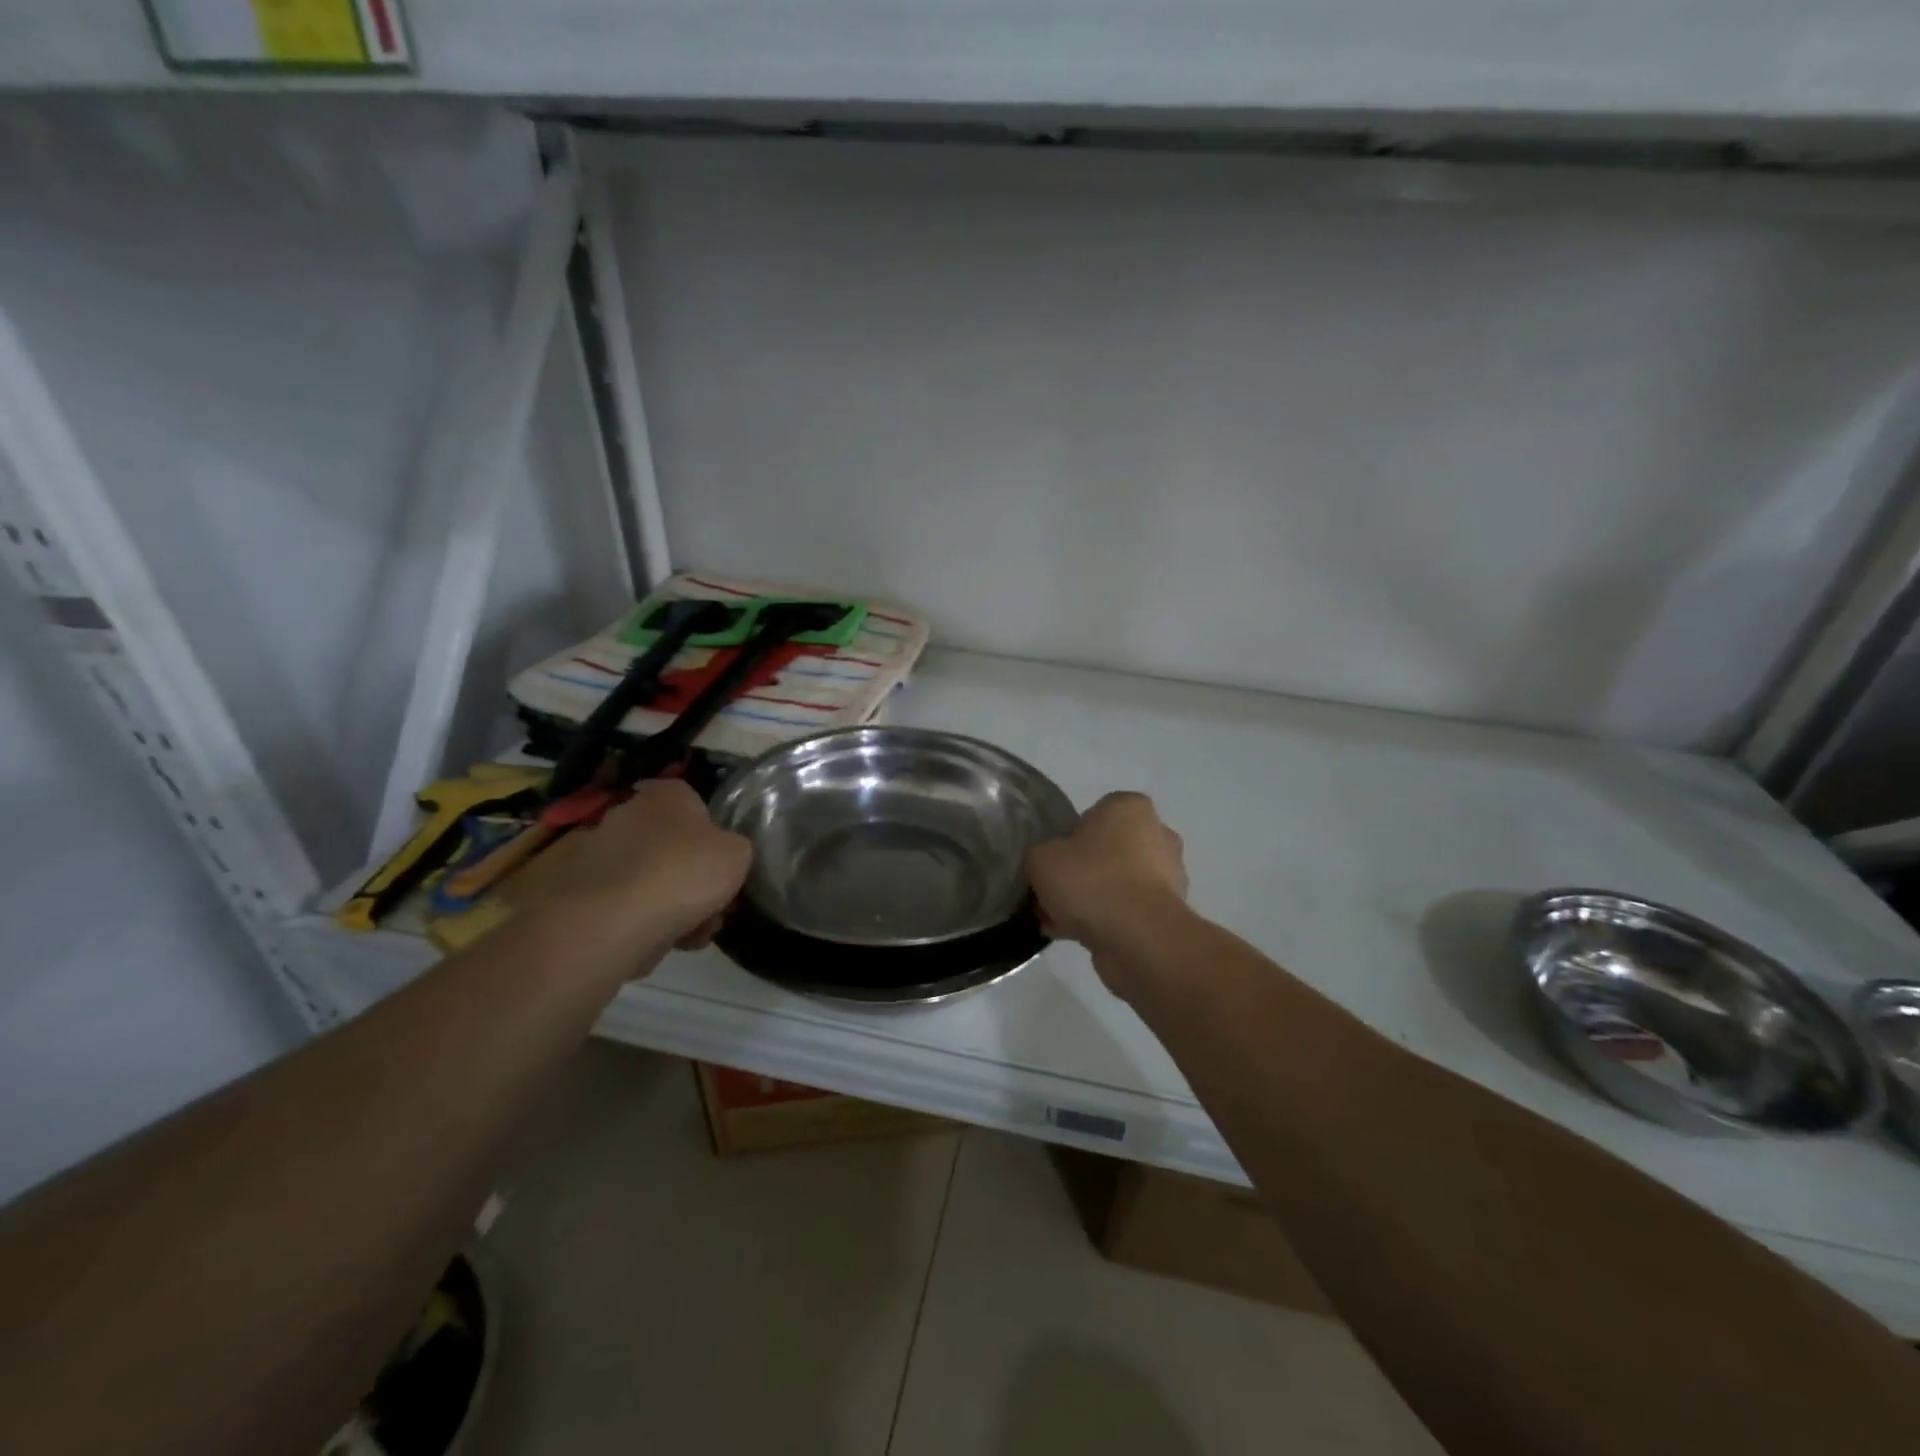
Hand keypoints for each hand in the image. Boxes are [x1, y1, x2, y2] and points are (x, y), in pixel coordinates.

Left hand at [539, 780, 751, 953]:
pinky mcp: (578, 893)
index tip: (721, 861)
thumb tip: (721, 853)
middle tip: (712, 906)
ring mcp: (596, 853)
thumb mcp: (739, 853)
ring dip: (671, 904)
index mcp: (664, 795)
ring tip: (692, 936)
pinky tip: (662, 943)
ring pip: (648, 878)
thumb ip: (734, 846)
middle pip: (670, 844)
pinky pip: (623, 904)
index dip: (710, 832)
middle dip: (690, 875)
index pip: (691, 800)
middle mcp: (625, 813)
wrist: (615, 922)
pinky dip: (642, 921)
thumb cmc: (685, 871)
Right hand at [1025, 791, 1187, 952]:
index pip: (1091, 815)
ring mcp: (1168, 875)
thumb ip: (1039, 854)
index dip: (1066, 839)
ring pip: (1115, 883)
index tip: (1052, 863)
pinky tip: (1076, 937)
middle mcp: (1158, 833)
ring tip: (1058, 922)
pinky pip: (1126, 911)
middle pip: (1104, 852)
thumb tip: (1046, 867)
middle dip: (1079, 873)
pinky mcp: (1169, 913)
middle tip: (1052, 894)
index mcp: (1130, 807)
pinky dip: (1104, 921)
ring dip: (1090, 901)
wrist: (1138, 938)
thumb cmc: (1091, 881)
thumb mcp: (1040, 858)